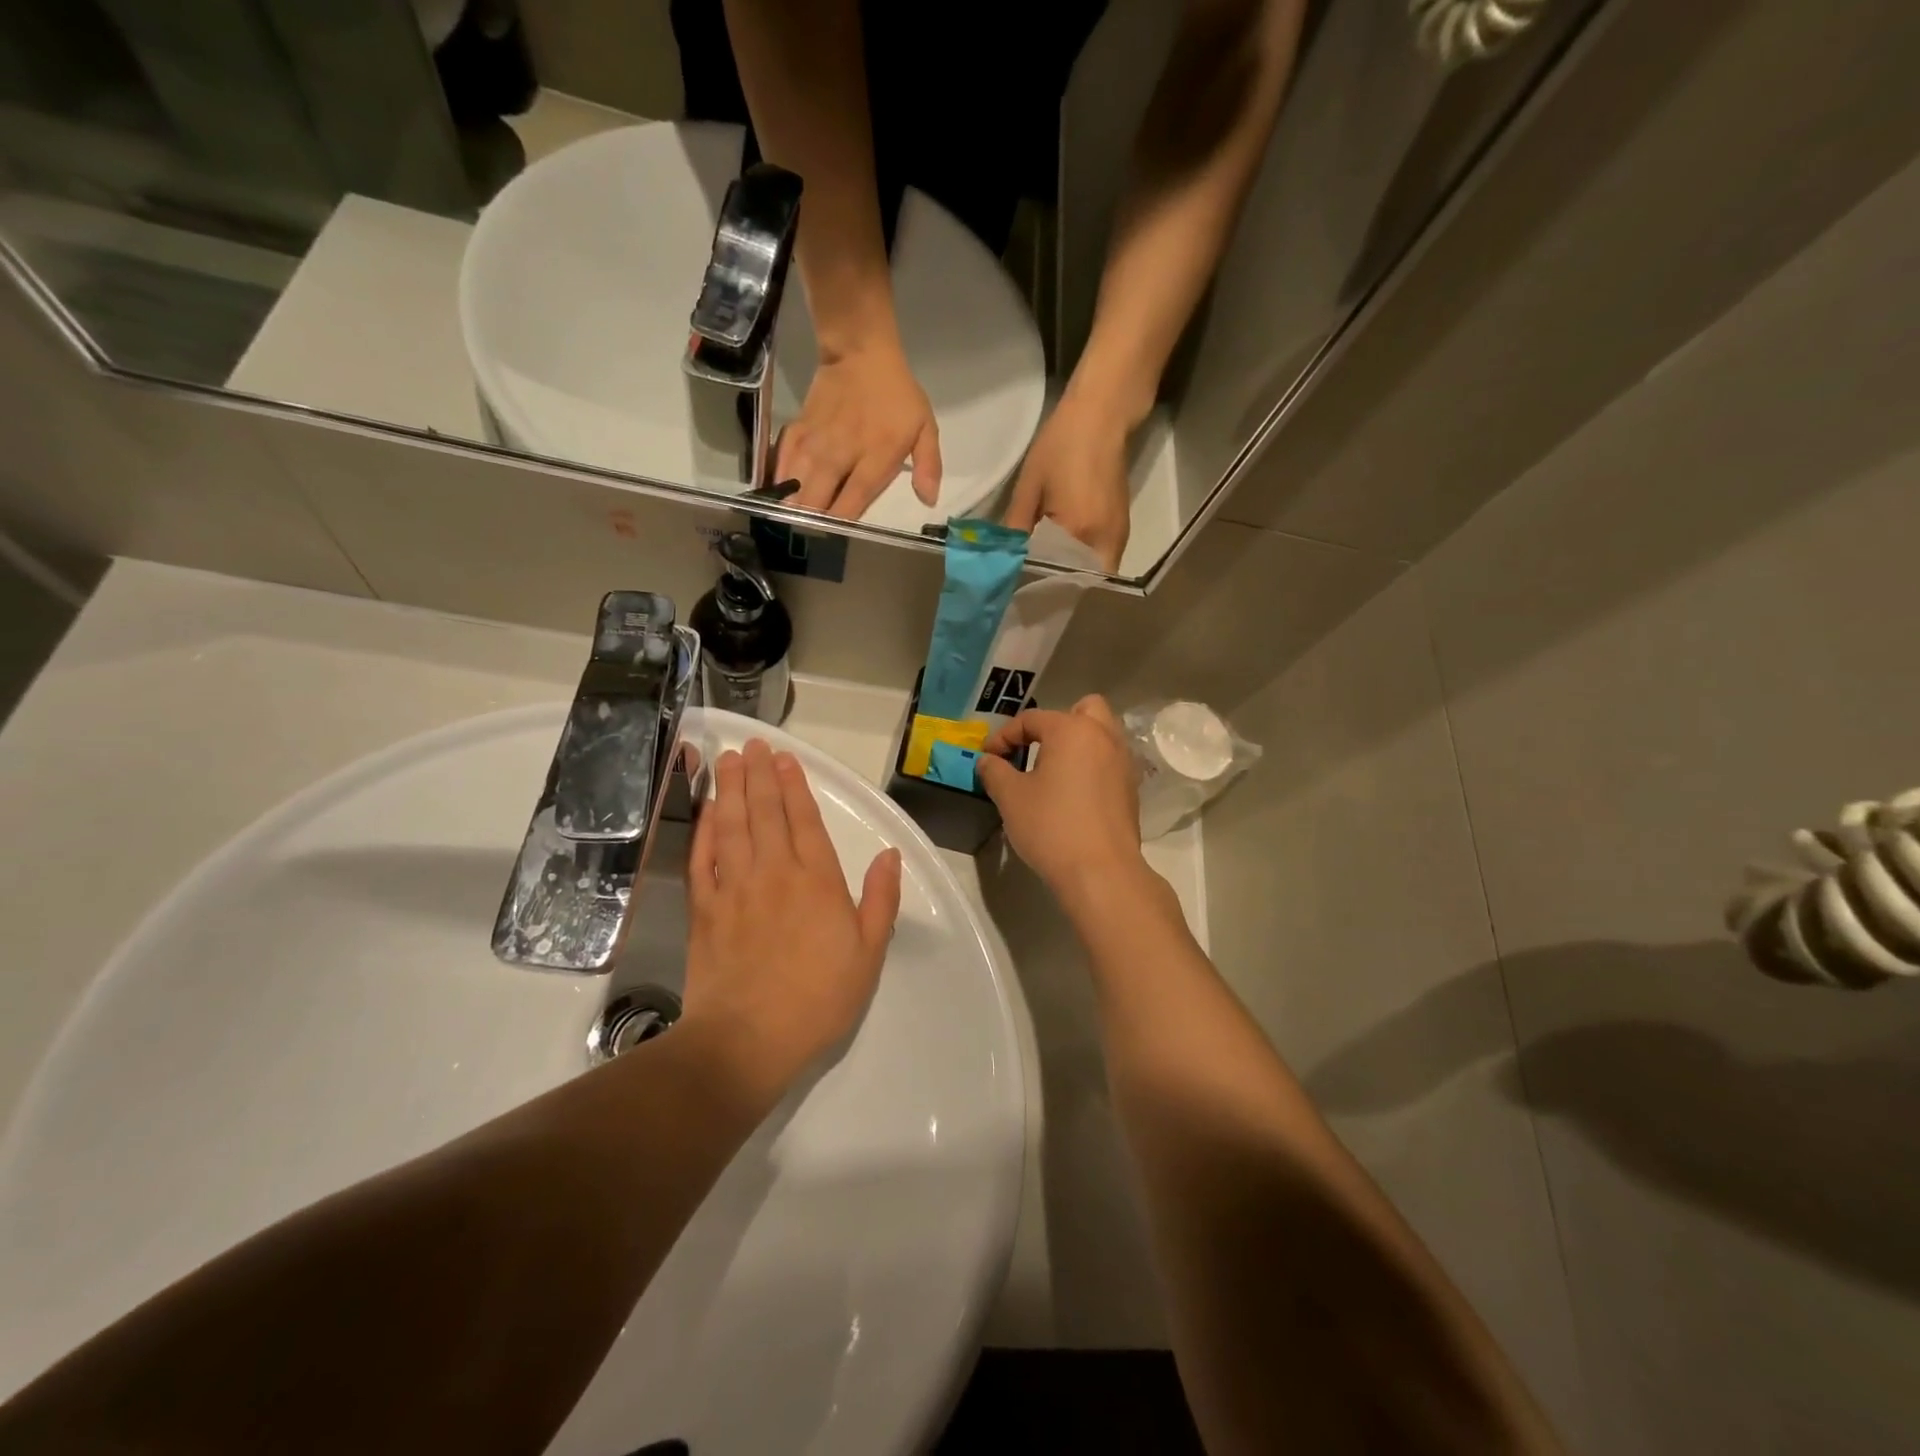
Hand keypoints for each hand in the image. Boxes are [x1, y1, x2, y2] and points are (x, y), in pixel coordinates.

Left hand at [683, 739, 902, 1095]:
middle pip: (765, 813)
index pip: (805, 821)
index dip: (795, 786)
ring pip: (732, 826)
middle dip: (759, 775)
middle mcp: (774, 873)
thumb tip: (890, 855)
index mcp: (817, 881)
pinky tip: (706, 811)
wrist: (748, 1040)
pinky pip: (703, 858)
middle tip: (754, 745)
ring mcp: (734, 888)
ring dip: (730, 790)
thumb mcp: (868, 954)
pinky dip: (705, 830)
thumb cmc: (818, 1000)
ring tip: (728, 760)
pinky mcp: (704, 909)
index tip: (786, 759)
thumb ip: (881, 900)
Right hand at [779, 335, 941, 519]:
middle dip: (813, 522)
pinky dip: (779, 480)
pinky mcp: (798, 430)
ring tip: (791, 523)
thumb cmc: (897, 395)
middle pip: (817, 500)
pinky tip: (777, 495)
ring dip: (792, 506)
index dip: (841, 524)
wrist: (861, 352)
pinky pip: (782, 461)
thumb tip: (929, 501)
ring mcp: (815, 443)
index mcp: (874, 458)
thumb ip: (929, 466)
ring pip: (795, 484)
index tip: (837, 539)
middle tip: (813, 535)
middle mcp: (840, 455)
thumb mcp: (925, 427)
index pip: (852, 502)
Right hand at [975, 696, 1147, 906]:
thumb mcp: (1010, 797)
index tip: (987, 758)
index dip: (1004, 736)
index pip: (1031, 719)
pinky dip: (1091, 765)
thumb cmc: (1051, 826)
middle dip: (1055, 723)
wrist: (1101, 872)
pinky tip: (1072, 793)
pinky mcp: (1131, 788)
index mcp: (1072, 730)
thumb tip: (988, 760)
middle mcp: (1104, 736)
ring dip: (1076, 743)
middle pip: (1082, 709)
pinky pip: (1109, 761)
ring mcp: (1123, 762)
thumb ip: (995, 771)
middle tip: (1034, 749)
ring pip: (1101, 734)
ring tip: (1052, 770)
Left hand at [1003, 395, 1133, 571]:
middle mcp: (1104, 542)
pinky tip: (1062, 556)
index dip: (1038, 585)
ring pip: (1092, 575)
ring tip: (1044, 574)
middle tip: (1030, 585)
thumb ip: (1017, 527)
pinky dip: (1082, 564)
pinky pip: (1101, 560)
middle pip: (1078, 583)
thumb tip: (1006, 559)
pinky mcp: (1122, 529)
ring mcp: (1118, 537)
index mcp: (1078, 531)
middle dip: (1056, 587)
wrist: (1102, 415)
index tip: (1018, 587)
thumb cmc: (1061, 444)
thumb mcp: (1029, 486)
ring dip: (1070, 577)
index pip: (1056, 576)